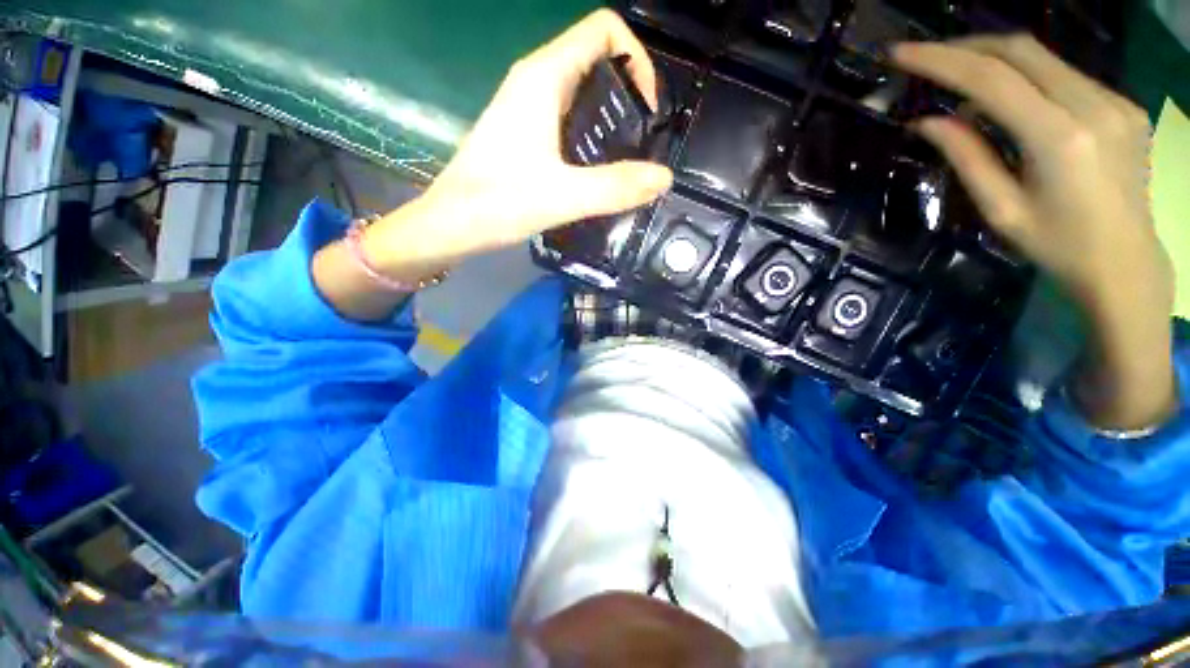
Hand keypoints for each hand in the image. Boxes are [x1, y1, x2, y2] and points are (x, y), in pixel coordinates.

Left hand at [313, 10, 672, 321]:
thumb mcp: (562, 196)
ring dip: (611, 120)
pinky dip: (592, 137)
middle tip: (642, 144)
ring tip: (626, 162)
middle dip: (629, 95)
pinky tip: (597, 172)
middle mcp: (536, 81)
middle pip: (597, 62)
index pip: (604, 31)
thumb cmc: (497, 203)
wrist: (451, 224)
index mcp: (545, 77)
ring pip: (583, 93)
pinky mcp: (525, 133)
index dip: (637, 60)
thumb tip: (663, 178)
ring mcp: (528, 108)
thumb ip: (614, 188)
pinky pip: (569, 120)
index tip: (647, 112)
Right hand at [894, 35, 1176, 429]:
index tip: (901, 54)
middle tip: (926, 59)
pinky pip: (1063, 75)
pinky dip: (1026, 78)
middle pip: (1020, 51)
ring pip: (1042, 57)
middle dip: (965, 47)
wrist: (1126, 264)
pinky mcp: (1122, 104)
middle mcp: (1093, 106)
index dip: (940, 60)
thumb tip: (927, 122)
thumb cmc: (1057, 247)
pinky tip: (1009, 102)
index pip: (991, 78)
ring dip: (994, 62)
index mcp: (1060, 138)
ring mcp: (1114, 101)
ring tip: (962, 90)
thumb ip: (967, 158)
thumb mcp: (1001, 209)